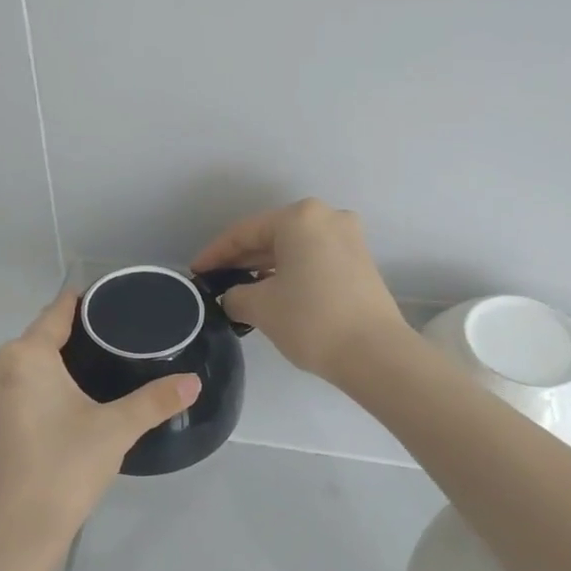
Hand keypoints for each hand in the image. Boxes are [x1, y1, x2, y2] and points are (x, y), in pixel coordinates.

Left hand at [0, 291, 199, 570]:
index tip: (105, 304)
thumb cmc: (63, 471)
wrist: (9, 537)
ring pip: (18, 370)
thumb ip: (155, 401)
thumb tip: (194, 382)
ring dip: (46, 373)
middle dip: (68, 344)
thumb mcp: (115, 431)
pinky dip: (27, 396)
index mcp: (24, 357)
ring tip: (85, 386)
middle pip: (36, 342)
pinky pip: (4, 395)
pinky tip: (51, 417)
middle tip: (109, 354)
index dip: (80, 305)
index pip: (55, 314)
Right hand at [191, 198, 406, 382]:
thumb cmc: (311, 320)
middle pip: (271, 236)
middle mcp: (327, 217)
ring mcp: (349, 239)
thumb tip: (234, 297)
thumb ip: (235, 295)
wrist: (375, 353)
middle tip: (215, 282)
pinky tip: (273, 293)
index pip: (244, 232)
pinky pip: (314, 260)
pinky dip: (290, 273)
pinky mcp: (360, 263)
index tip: (195, 273)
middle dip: (241, 260)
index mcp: (300, 218)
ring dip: (265, 268)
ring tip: (240, 291)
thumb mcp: (260, 307)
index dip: (215, 254)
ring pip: (294, 249)